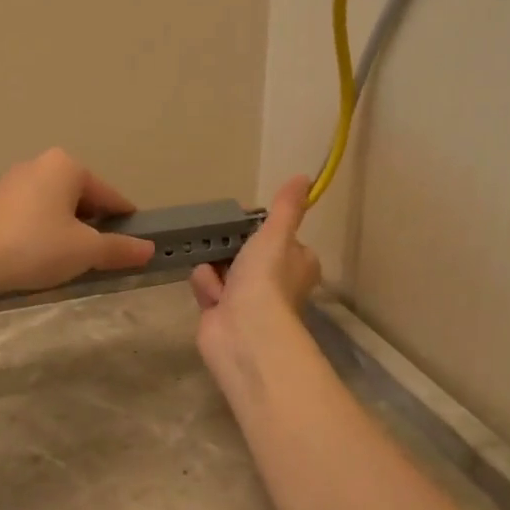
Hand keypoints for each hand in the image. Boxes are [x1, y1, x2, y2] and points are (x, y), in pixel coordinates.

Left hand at [0, 148, 155, 305]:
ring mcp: (11, 183)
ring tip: (67, 263)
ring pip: (54, 208)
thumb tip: (149, 249)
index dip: (125, 222)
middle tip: (96, 259)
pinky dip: (41, 234)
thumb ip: (119, 248)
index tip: (133, 245)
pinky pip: (30, 216)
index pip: (109, 195)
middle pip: (81, 199)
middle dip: (92, 227)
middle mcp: (38, 165)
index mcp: (66, 166)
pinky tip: (36, 259)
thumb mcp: (85, 251)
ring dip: (66, 232)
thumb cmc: (34, 247)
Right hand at [190, 174, 321, 370]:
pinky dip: (206, 290)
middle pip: (243, 252)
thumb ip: (286, 207)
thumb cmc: (266, 279)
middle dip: (229, 251)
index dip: (258, 232)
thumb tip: (303, 177)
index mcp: (297, 263)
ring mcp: (248, 300)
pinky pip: (207, 288)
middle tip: (225, 247)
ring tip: (218, 281)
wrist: (244, 331)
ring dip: (214, 271)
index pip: (276, 238)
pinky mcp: (223, 314)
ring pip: (221, 268)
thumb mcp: (276, 234)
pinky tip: (212, 298)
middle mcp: (276, 282)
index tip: (245, 226)